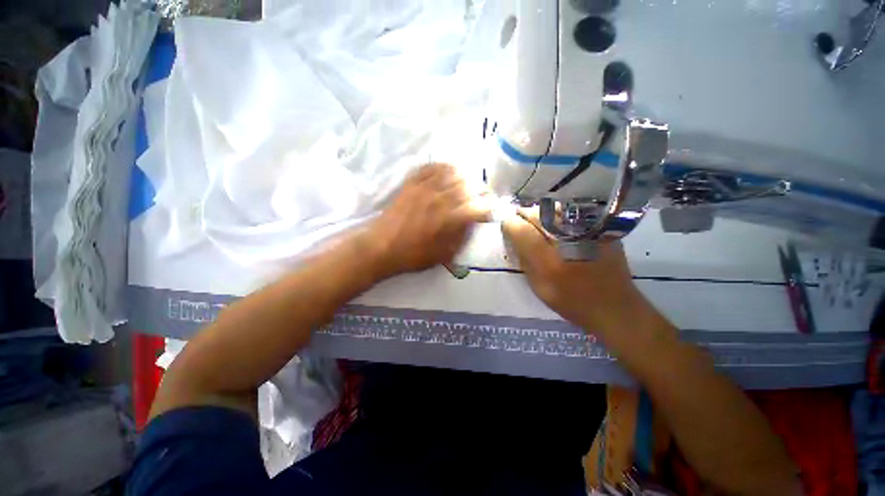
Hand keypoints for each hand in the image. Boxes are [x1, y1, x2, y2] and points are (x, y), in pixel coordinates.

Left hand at [365, 163, 487, 278]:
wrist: (382, 247)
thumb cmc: (414, 255)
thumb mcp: (444, 254)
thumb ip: (463, 237)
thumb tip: (474, 223)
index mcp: (451, 219)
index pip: (479, 207)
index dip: (488, 209)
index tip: (487, 213)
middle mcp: (441, 199)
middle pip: (468, 186)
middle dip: (479, 191)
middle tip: (479, 197)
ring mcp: (425, 188)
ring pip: (452, 173)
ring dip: (463, 177)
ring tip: (465, 183)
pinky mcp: (412, 183)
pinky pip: (430, 167)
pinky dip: (442, 166)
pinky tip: (446, 171)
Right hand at [501, 209, 641, 331]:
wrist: (614, 306)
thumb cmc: (571, 301)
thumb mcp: (538, 287)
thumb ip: (524, 260)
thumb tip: (514, 237)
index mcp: (549, 262)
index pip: (521, 230)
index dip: (510, 224)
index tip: (506, 225)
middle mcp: (567, 241)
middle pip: (536, 214)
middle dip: (523, 215)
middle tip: (519, 222)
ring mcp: (587, 231)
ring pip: (553, 209)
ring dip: (539, 213)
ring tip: (536, 222)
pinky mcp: (600, 228)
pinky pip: (570, 212)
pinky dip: (557, 215)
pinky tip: (557, 225)